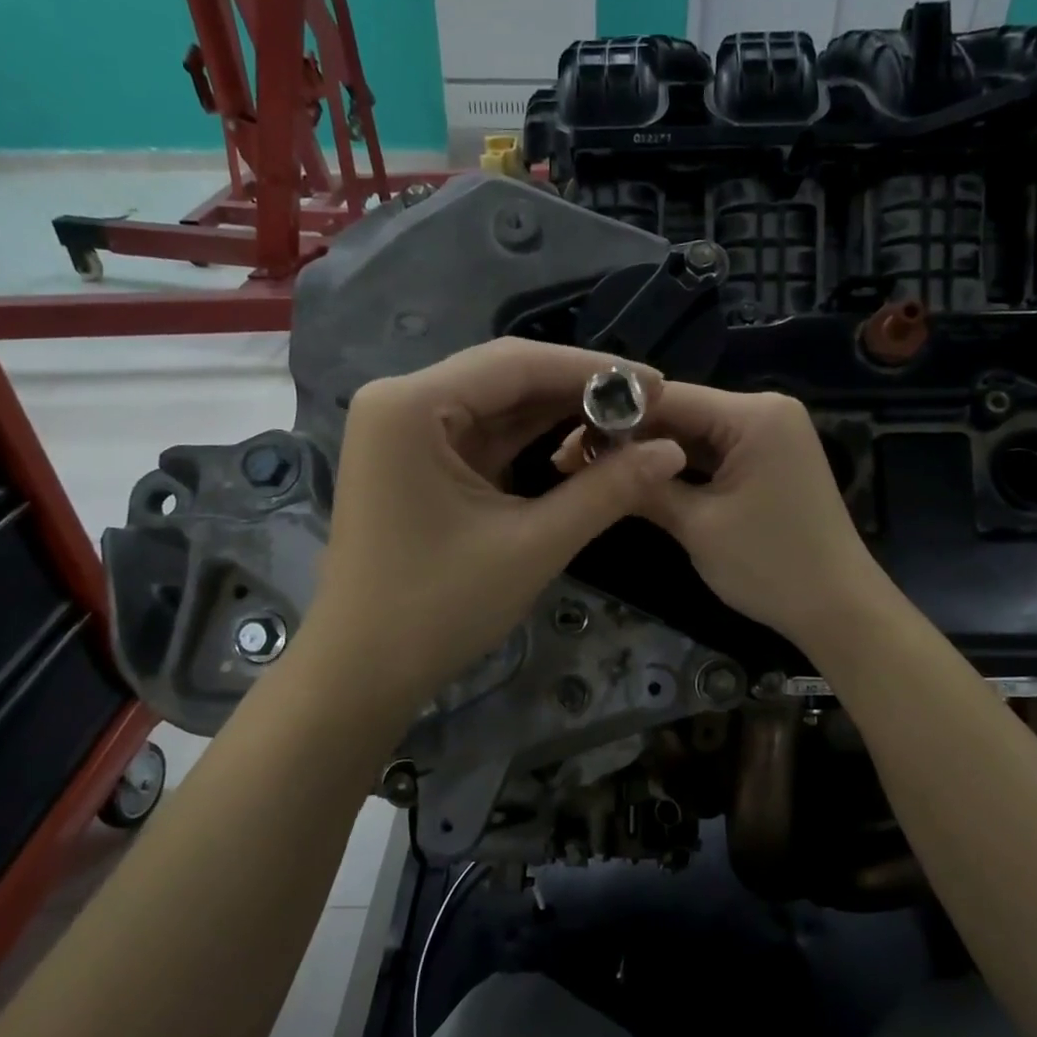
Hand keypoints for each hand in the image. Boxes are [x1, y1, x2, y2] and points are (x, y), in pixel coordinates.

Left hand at [309, 338, 685, 705]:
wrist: (363, 673)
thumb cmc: (438, 608)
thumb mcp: (533, 545)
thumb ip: (606, 491)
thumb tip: (672, 450)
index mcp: (410, 406)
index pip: (516, 363)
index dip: (593, 370)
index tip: (658, 382)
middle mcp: (400, 403)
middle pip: (505, 379)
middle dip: (578, 394)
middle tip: (649, 406)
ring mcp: (404, 434)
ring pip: (497, 409)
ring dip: (558, 418)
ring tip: (628, 425)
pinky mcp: (415, 465)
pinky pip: (483, 439)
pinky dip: (530, 445)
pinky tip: (581, 447)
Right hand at [573, 385, 880, 650]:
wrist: (838, 610)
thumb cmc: (770, 566)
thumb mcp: (697, 526)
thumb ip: (645, 486)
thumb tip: (592, 460)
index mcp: (754, 415)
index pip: (668, 398)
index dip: (613, 418)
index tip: (566, 440)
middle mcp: (766, 412)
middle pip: (681, 412)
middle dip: (630, 437)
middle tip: (571, 460)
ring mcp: (771, 436)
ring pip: (694, 435)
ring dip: (651, 453)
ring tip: (594, 469)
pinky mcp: (769, 461)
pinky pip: (715, 454)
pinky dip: (680, 467)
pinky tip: (640, 478)